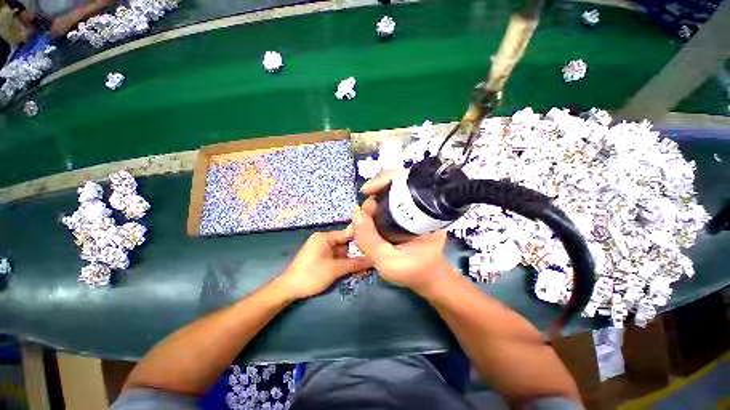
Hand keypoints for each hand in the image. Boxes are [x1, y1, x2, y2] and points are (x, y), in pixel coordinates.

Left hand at [278, 229, 371, 299]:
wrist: (289, 289)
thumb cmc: (311, 275)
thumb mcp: (335, 269)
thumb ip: (354, 264)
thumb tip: (373, 261)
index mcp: (325, 237)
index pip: (347, 234)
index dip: (361, 239)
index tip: (374, 245)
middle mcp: (325, 241)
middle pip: (346, 244)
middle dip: (358, 253)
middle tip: (372, 260)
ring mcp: (323, 250)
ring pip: (343, 253)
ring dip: (354, 261)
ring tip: (368, 268)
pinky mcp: (323, 259)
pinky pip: (338, 259)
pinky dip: (346, 265)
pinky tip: (357, 272)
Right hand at [353, 171, 456, 294]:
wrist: (428, 279)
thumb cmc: (413, 272)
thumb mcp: (388, 262)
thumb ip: (369, 240)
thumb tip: (355, 214)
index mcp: (426, 213)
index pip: (407, 181)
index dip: (384, 180)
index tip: (366, 192)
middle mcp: (423, 206)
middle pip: (397, 183)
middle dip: (375, 193)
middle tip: (364, 212)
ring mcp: (416, 209)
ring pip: (391, 193)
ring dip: (374, 200)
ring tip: (365, 217)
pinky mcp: (409, 214)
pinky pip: (390, 203)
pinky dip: (377, 207)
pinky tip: (370, 218)